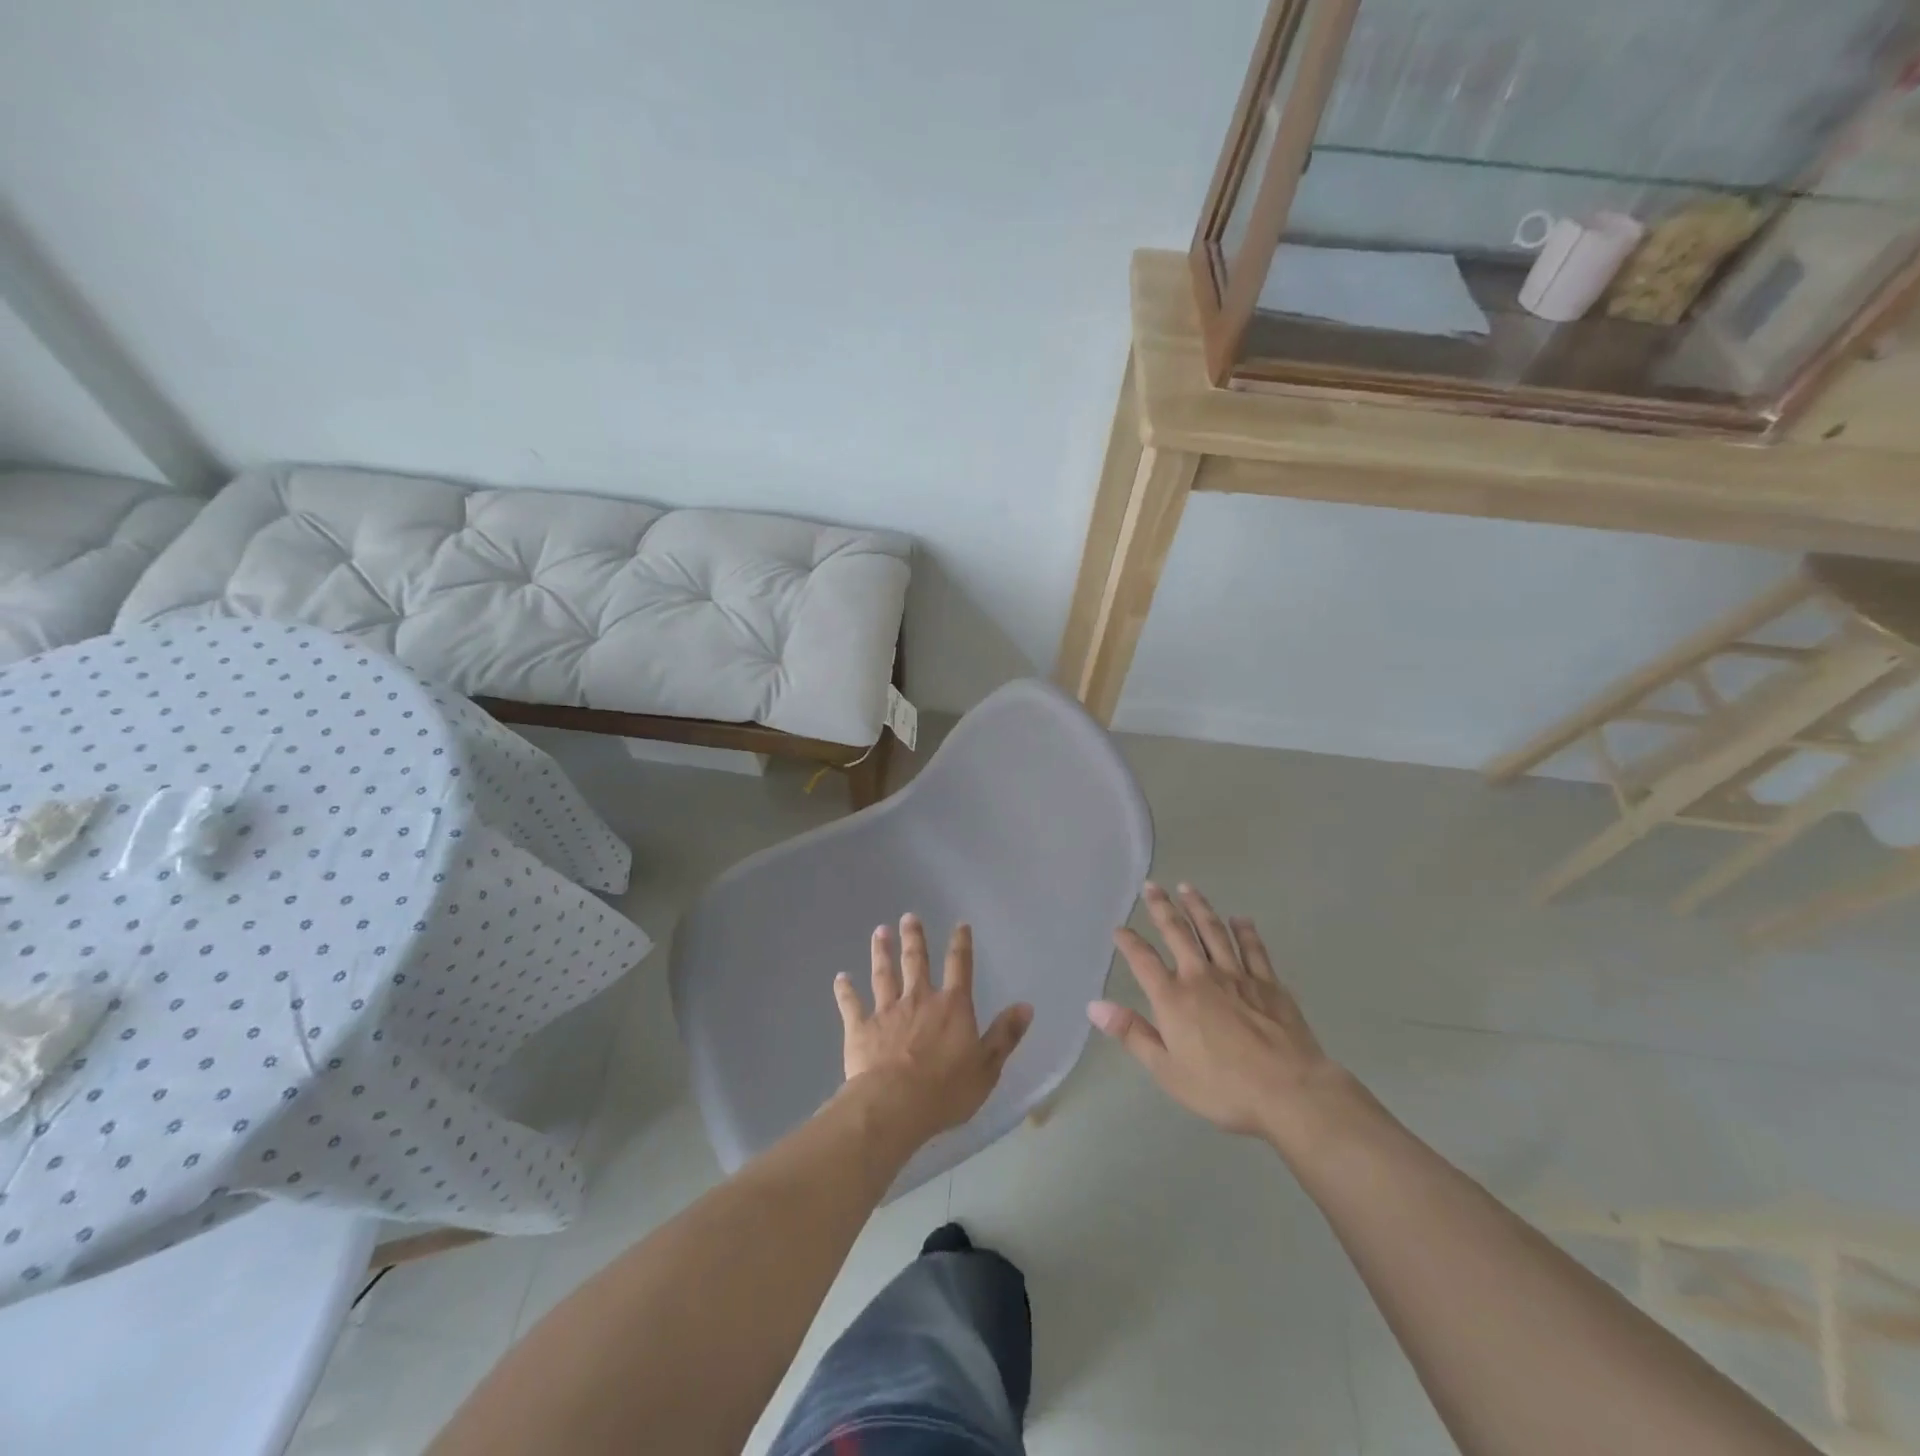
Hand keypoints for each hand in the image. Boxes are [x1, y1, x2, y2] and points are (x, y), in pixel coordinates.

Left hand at [834, 915, 1032, 1146]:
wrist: (895, 1104)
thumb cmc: (946, 1089)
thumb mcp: (987, 1066)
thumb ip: (1005, 1035)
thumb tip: (1026, 1006)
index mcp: (952, 1007)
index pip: (960, 967)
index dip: (961, 944)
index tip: (960, 925)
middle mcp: (919, 999)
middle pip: (916, 962)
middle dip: (914, 938)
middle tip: (909, 917)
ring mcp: (887, 1011)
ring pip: (884, 975)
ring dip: (882, 952)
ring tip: (880, 931)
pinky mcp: (861, 1028)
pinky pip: (851, 1004)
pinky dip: (845, 990)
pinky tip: (840, 977)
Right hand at [1089, 882, 1369, 1158]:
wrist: (1289, 1091)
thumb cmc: (1222, 1087)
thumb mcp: (1167, 1070)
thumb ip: (1132, 1034)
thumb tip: (1094, 1006)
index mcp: (1173, 998)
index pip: (1143, 960)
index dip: (1129, 942)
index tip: (1119, 928)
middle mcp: (1201, 976)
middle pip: (1178, 933)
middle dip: (1162, 908)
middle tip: (1152, 886)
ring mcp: (1237, 976)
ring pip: (1214, 931)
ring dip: (1199, 907)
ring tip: (1187, 887)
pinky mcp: (1268, 983)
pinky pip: (1253, 949)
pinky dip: (1245, 931)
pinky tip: (1240, 919)